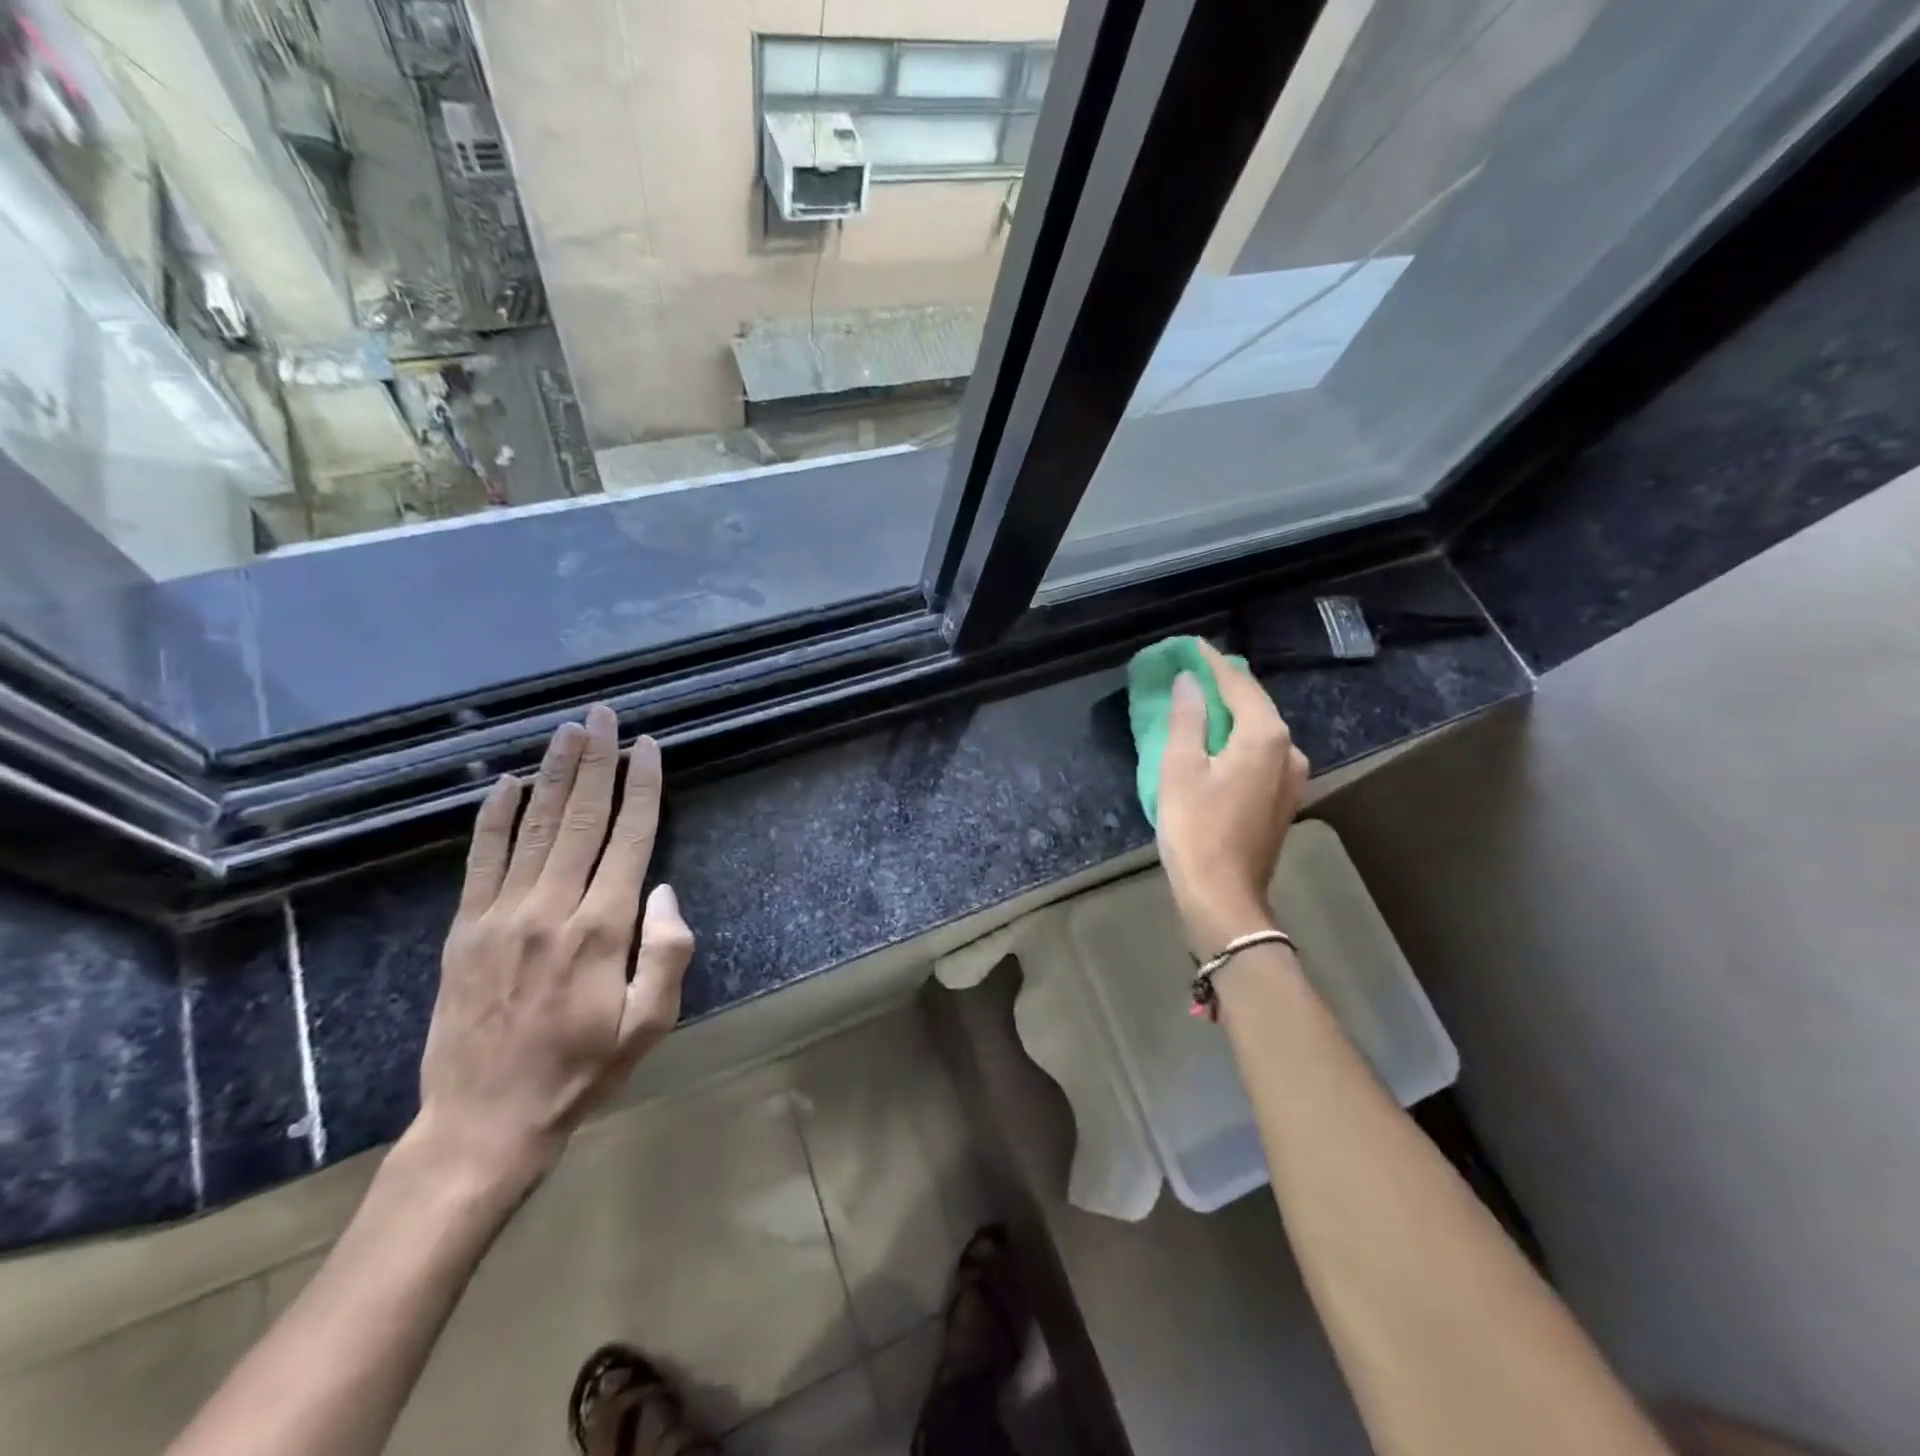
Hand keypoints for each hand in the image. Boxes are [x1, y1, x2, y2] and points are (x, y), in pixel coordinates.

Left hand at [413, 704, 694, 1195]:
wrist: (484, 1120)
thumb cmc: (582, 1070)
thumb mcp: (650, 1024)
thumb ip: (668, 954)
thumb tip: (664, 891)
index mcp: (601, 930)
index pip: (629, 839)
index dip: (642, 788)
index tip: (648, 747)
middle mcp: (551, 908)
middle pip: (582, 819)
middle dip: (598, 761)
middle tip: (605, 715)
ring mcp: (501, 914)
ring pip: (535, 827)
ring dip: (555, 774)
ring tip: (569, 730)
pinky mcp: (465, 928)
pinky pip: (483, 859)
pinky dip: (496, 816)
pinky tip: (508, 783)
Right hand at [1156, 640, 1309, 955]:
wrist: (1223, 896)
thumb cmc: (1195, 828)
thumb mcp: (1180, 768)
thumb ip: (1187, 718)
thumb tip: (1189, 682)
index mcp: (1265, 735)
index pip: (1238, 684)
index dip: (1211, 663)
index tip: (1191, 646)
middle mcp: (1289, 749)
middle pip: (1255, 704)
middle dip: (1224, 685)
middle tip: (1192, 670)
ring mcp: (1292, 776)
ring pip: (1260, 730)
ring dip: (1232, 713)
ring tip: (1202, 702)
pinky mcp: (1284, 798)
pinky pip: (1262, 753)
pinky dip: (1239, 739)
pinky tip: (1218, 741)